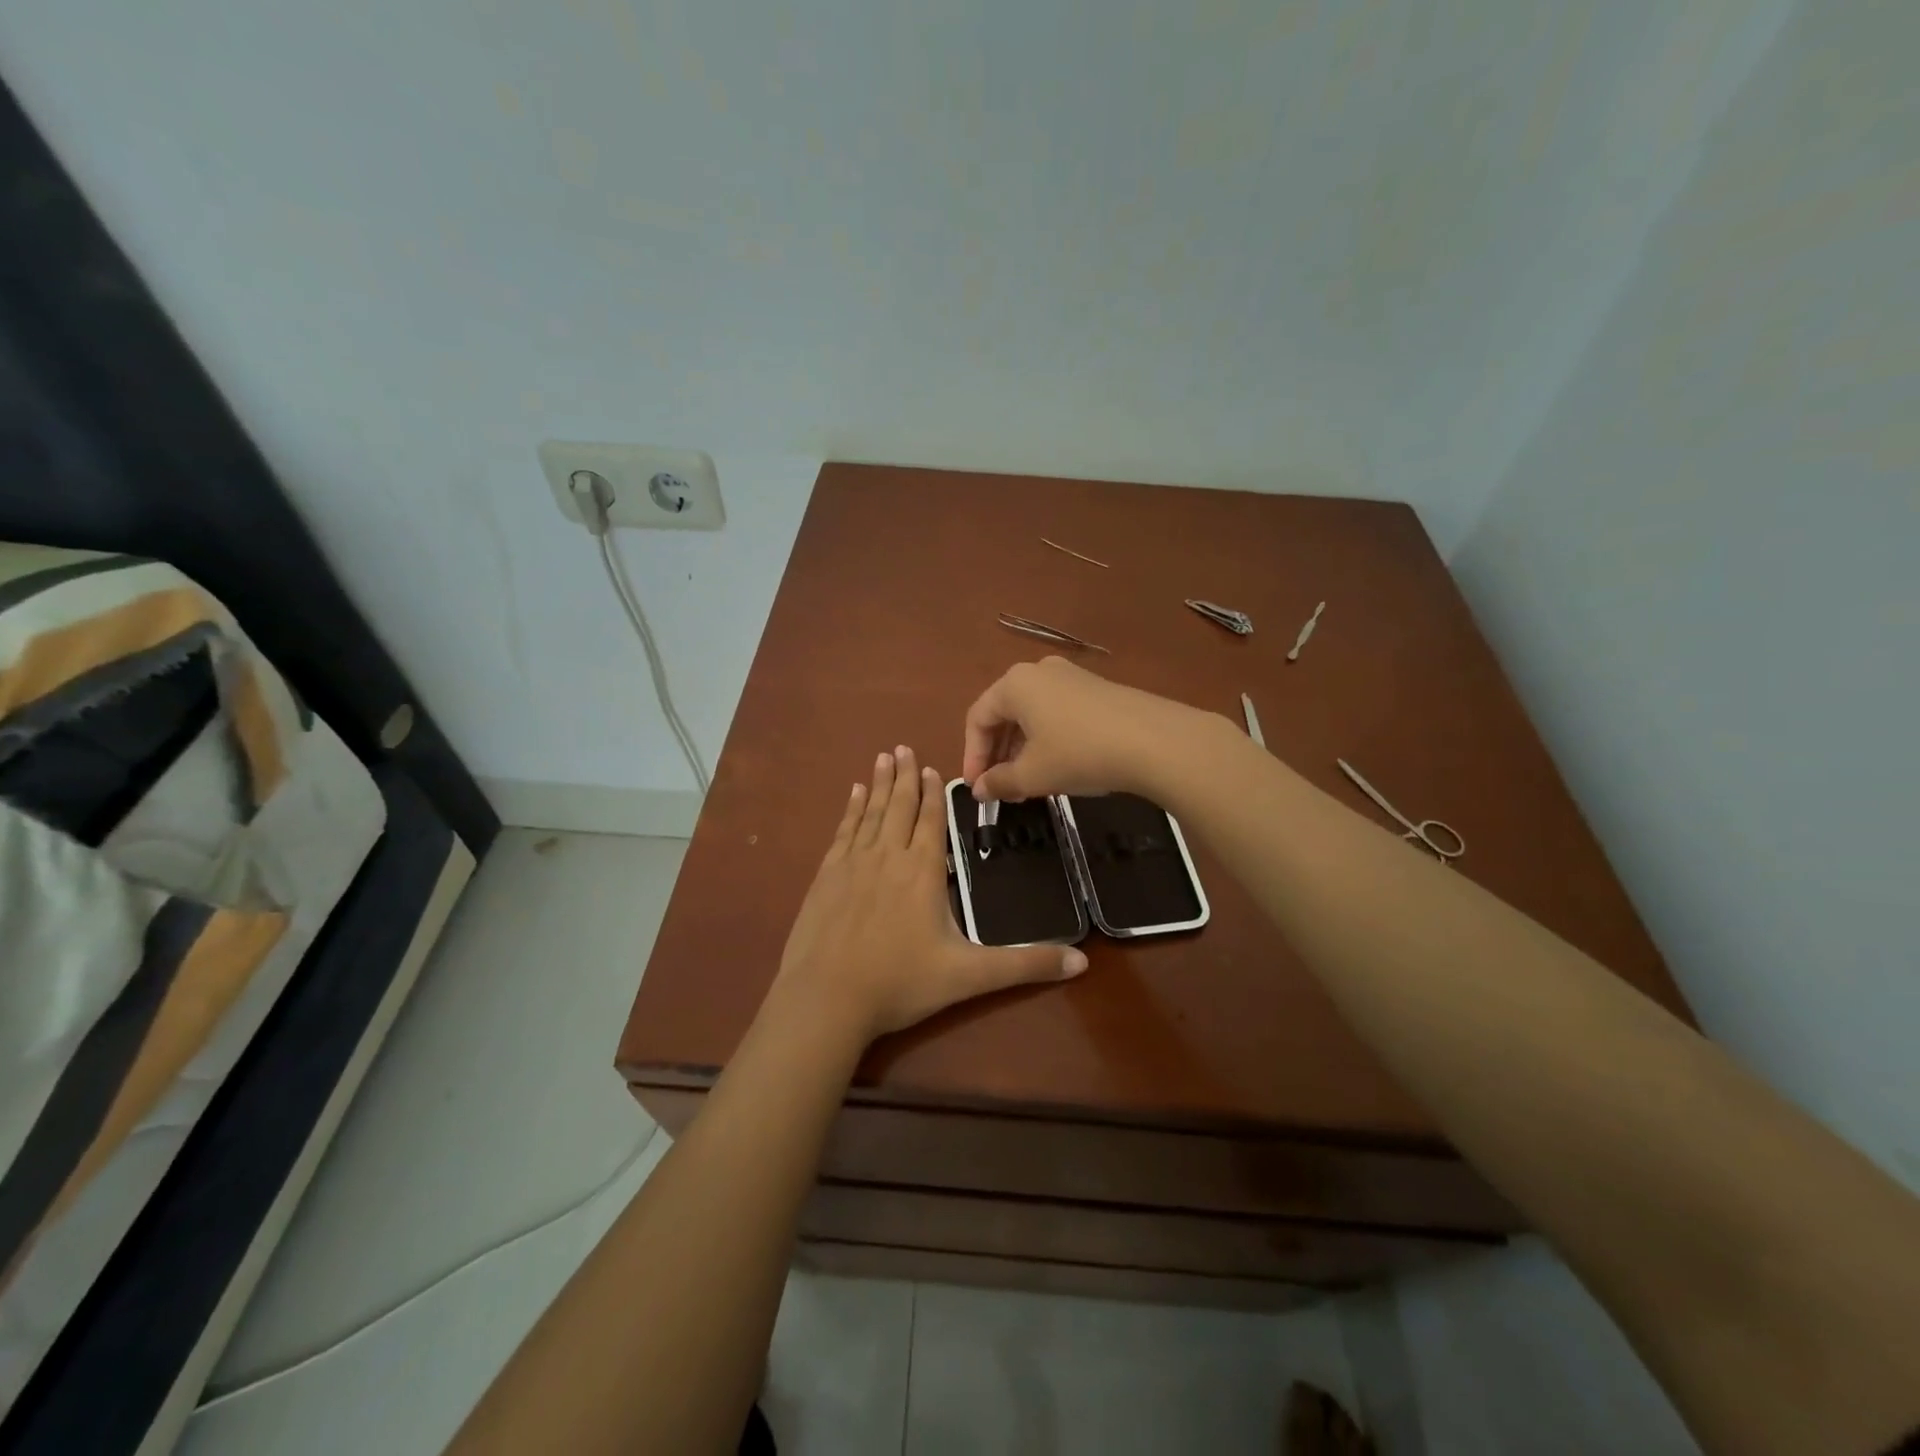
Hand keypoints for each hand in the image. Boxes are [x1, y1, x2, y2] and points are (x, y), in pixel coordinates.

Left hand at [774, 746, 1087, 1042]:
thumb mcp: (970, 977)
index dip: (935, 794)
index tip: (934, 768)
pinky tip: (854, 795)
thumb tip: (1082, 962)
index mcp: (922, 871)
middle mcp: (888, 857)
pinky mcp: (825, 877)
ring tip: (883, 758)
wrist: (826, 1000)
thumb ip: (1025, 966)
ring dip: (880, 785)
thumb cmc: (901, 983)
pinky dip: (851, 810)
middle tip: (904, 747)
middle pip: (900, 807)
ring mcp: (852, 864)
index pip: (932, 820)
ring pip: (871, 813)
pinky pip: (843, 831)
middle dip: (906, 777)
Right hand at [962, 657, 1215, 802]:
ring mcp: (1072, 677)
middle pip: (1004, 713)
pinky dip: (1048, 739)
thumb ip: (999, 782)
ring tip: (1027, 783)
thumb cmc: (1079, 753)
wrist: (1155, 741)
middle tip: (999, 788)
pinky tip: (1059, 766)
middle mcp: (1040, 671)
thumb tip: (979, 790)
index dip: (972, 755)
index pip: (978, 718)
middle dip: (998, 753)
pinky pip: (1058, 713)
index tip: (977, 788)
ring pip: (1033, 714)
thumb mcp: (1033, 775)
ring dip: (1022, 749)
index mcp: (1015, 684)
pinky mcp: (1098, 689)